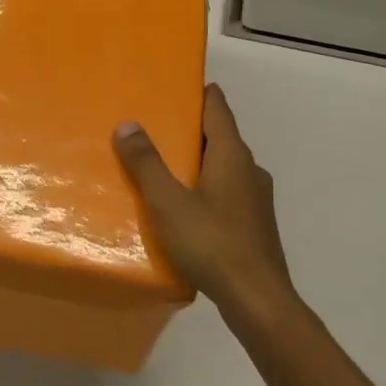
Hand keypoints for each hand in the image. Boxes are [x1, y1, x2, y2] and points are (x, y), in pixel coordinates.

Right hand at [114, 83, 295, 317]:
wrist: (257, 300)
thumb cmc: (212, 243)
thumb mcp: (168, 201)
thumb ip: (146, 163)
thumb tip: (128, 124)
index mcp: (232, 155)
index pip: (218, 108)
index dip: (199, 93)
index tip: (176, 85)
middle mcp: (250, 170)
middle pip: (220, 137)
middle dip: (190, 130)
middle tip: (154, 127)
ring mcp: (256, 199)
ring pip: (223, 167)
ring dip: (196, 162)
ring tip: (162, 167)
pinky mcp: (254, 224)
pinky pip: (225, 193)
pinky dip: (204, 188)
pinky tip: (182, 207)